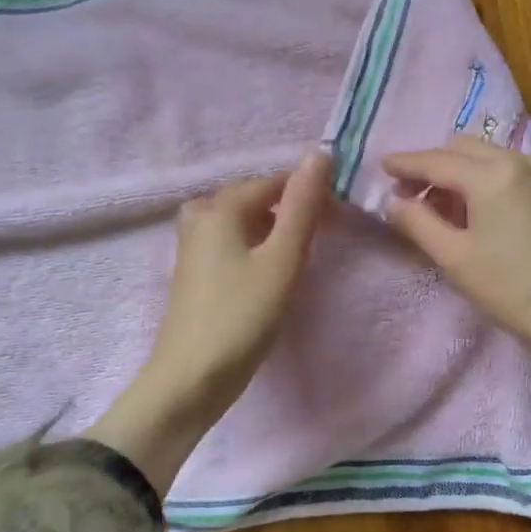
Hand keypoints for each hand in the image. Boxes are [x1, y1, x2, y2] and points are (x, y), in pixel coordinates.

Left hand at [90, 150, 333, 491]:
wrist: (191, 378)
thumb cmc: (241, 316)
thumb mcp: (282, 259)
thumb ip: (303, 206)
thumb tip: (321, 153)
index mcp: (220, 206)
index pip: (277, 182)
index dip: (311, 195)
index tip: (340, 222)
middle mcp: (201, 215)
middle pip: (258, 199)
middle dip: (293, 212)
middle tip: (323, 242)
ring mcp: (194, 243)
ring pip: (246, 222)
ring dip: (276, 233)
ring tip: (299, 259)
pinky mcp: (195, 269)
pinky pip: (234, 242)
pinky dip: (257, 248)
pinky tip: (271, 273)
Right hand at [381, 137, 530, 447]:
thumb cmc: (513, 289)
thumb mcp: (455, 258)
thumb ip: (417, 223)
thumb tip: (392, 201)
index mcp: (489, 173)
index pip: (434, 160)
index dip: (404, 163)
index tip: (379, 166)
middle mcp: (516, 160)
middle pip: (460, 148)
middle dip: (431, 165)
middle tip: (408, 195)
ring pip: (485, 155)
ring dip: (457, 171)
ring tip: (440, 207)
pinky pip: (507, 169)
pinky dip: (483, 178)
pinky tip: (477, 208)